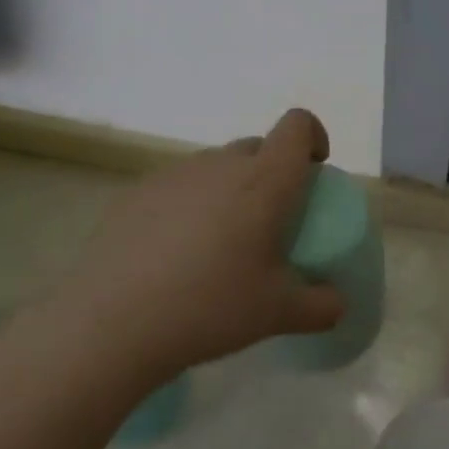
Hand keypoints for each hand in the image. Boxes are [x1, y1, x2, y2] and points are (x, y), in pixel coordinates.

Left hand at [37, 108, 344, 383]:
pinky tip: (175, 254)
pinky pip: (179, 186)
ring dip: (230, 189)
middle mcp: (220, 164)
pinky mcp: (136, 193)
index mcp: (264, 181)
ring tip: (219, 243)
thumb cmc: (210, 307)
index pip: (297, 125)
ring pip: (216, 166)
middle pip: (257, 146)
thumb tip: (338, 304)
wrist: (111, 323)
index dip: (312, 135)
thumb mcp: (278, 313)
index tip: (313, 170)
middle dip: (272, 171)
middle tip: (269, 221)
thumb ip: (321, 306)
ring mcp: (174, 175)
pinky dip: (190, 206)